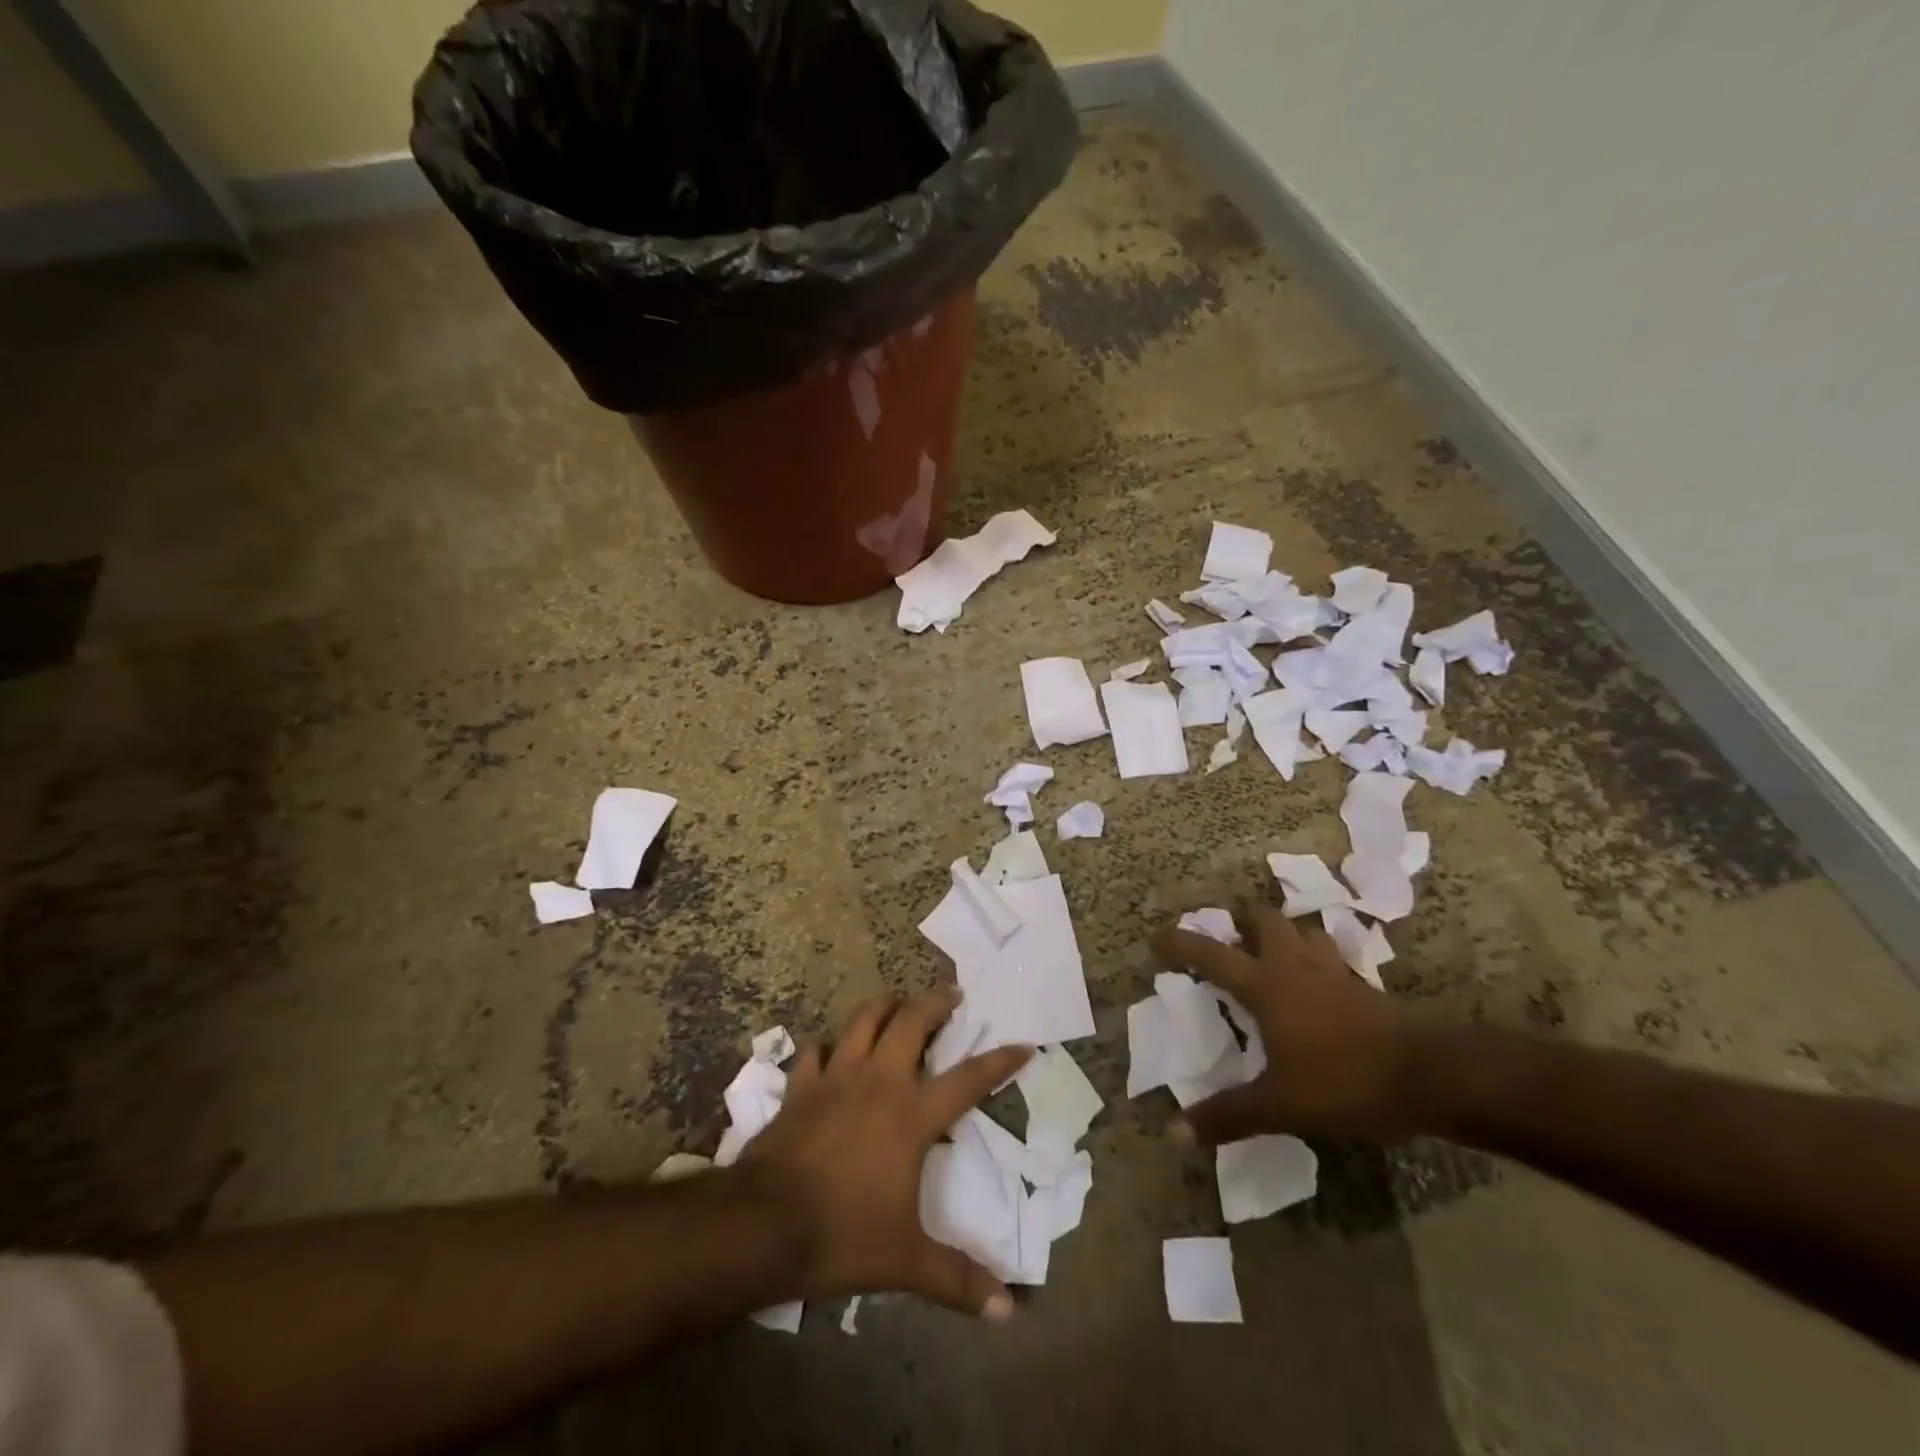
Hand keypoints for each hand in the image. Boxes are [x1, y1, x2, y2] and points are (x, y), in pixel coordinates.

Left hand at [740, 988, 1029, 1319]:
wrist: (764, 1224)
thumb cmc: (843, 1234)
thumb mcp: (906, 1261)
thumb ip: (957, 1279)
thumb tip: (1009, 1310)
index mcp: (913, 1114)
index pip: (970, 1079)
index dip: (1000, 1061)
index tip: (1023, 1044)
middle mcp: (879, 1081)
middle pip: (913, 1022)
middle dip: (936, 1003)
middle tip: (951, 995)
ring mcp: (836, 1077)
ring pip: (864, 1020)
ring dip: (884, 1007)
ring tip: (896, 1003)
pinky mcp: (801, 1086)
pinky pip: (815, 1050)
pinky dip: (826, 1045)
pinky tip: (830, 1050)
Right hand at [1151, 902, 1423, 1144]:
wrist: (1432, 1076)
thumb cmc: (1345, 1082)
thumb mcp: (1280, 1105)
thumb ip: (1228, 1116)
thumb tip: (1171, 1133)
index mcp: (1265, 987)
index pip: (1212, 955)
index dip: (1182, 943)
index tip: (1158, 936)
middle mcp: (1294, 968)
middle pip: (1264, 921)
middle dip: (1242, 917)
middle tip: (1227, 926)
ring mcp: (1334, 973)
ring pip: (1304, 932)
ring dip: (1284, 931)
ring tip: (1273, 944)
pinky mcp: (1365, 987)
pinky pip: (1334, 957)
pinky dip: (1319, 955)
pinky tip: (1321, 976)